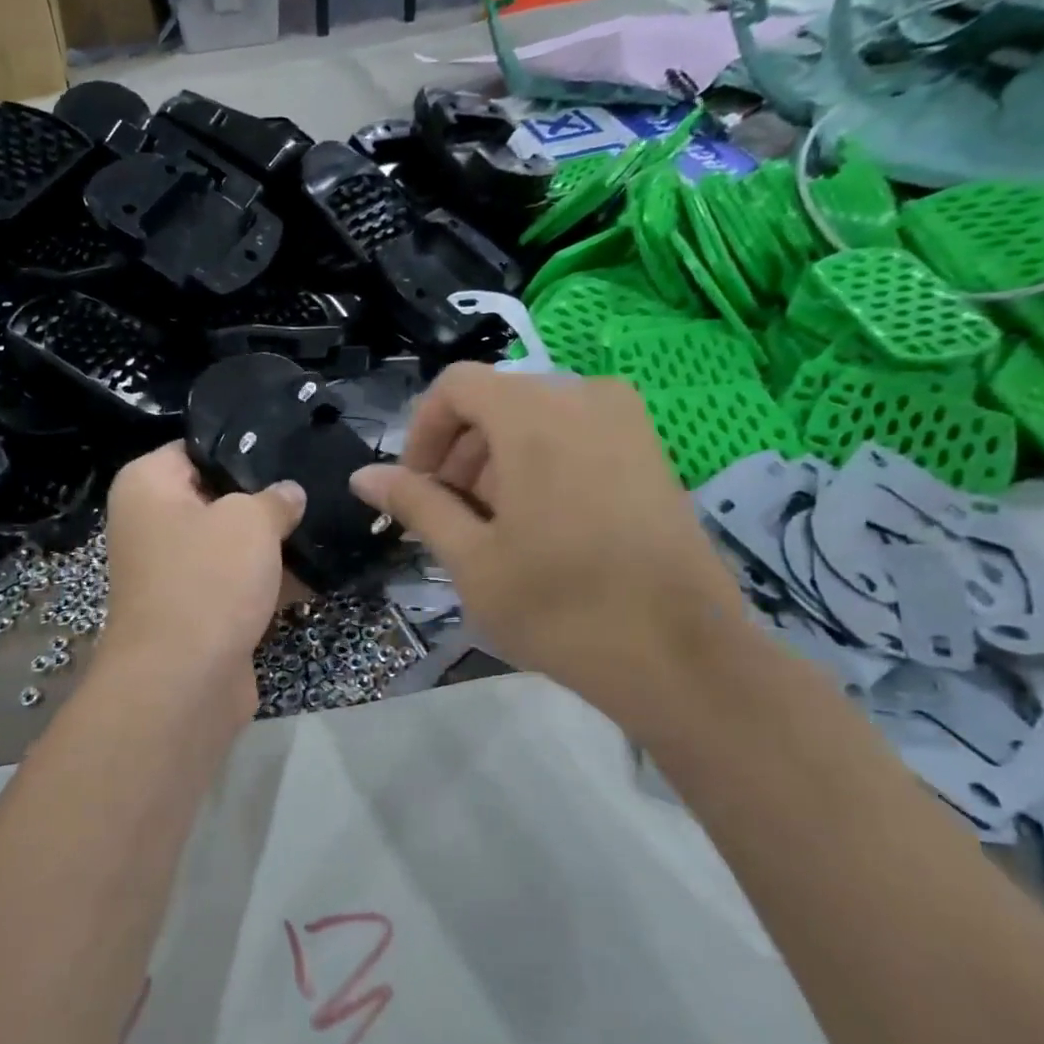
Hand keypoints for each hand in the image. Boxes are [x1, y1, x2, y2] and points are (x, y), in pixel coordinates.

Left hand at [101, 443, 305, 714]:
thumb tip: (288, 494)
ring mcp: (173, 572)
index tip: (287, 447)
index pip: (195, 448)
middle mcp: (151, 524)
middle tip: (314, 486)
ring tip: (324, 525)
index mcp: (146, 486)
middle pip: (216, 497)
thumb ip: (274, 499)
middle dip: (263, 498)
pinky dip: (269, 582)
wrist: (183, 681)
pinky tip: (317, 574)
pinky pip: (236, 584)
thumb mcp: (250, 521)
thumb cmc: (208, 579)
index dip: (242, 447)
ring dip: (271, 544)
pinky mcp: (196, 611)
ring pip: (230, 544)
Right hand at [350, 364, 748, 737]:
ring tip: (496, 530)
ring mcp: (628, 422)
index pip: (455, 387)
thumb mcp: (470, 557)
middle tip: (451, 519)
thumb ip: (416, 503)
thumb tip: (363, 476)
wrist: (679, 656)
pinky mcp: (652, 452)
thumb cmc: (559, 606)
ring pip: (536, 420)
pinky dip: (542, 464)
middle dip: (459, 454)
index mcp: (534, 414)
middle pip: (496, 402)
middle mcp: (584, 397)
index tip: (415, 488)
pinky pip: (577, 436)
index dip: (422, 432)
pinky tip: (543, 527)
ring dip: (498, 462)